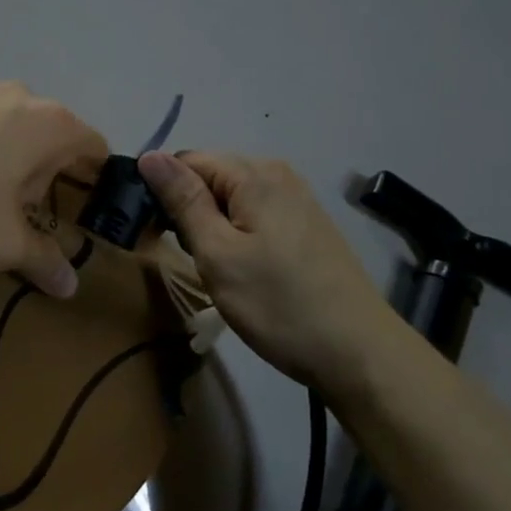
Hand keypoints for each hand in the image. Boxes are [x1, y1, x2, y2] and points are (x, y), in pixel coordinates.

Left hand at [0, 80, 107, 297]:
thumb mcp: (1, 242)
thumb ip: (43, 260)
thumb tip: (70, 284)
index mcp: (51, 123)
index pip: (95, 146)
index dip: (97, 180)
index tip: (87, 211)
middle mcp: (20, 95)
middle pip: (51, 136)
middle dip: (44, 175)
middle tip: (23, 215)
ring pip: (11, 126)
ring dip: (7, 159)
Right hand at [137, 150, 392, 390]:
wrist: (360, 355)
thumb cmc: (279, 304)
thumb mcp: (217, 253)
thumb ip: (183, 200)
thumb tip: (150, 155)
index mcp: (254, 173)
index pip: (186, 161)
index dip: (163, 192)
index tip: (158, 235)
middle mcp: (278, 174)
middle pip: (211, 177)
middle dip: (190, 210)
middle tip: (192, 258)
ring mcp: (297, 200)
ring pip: (232, 199)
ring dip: (213, 226)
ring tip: (218, 269)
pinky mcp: (307, 226)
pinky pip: (255, 215)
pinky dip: (239, 235)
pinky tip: (247, 271)